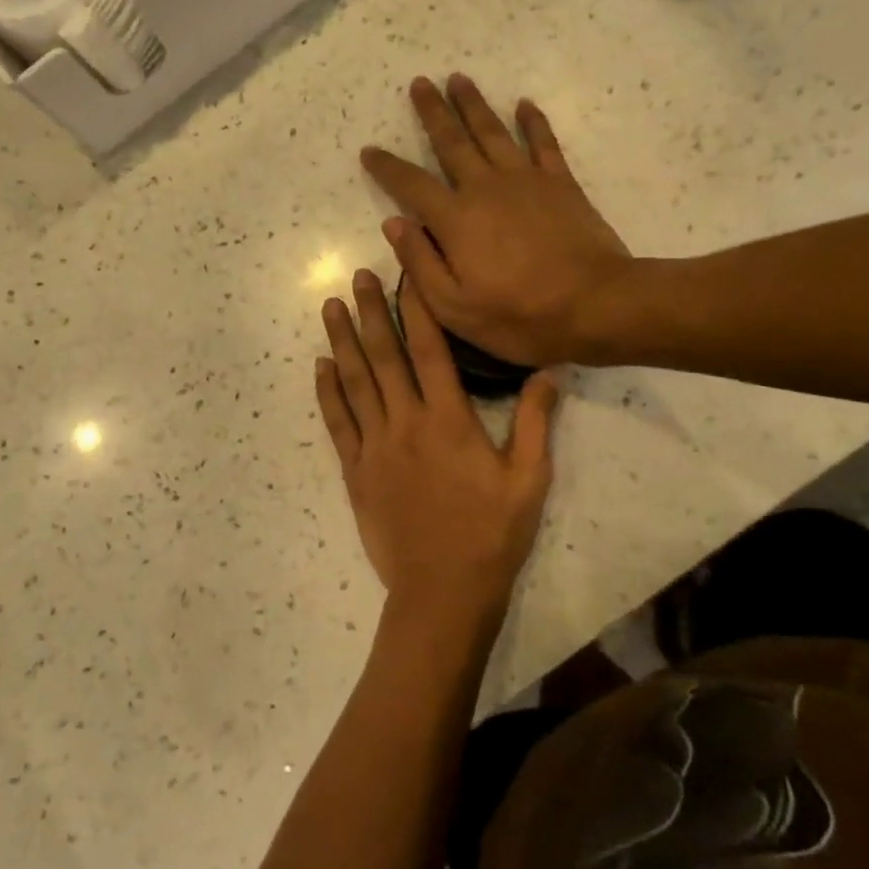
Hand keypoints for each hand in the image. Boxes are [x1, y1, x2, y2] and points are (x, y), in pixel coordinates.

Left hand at [317, 269, 560, 628]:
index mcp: (449, 420)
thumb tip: (548, 369)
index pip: (429, 350)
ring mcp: (374, 446)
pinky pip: (337, 423)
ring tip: (330, 306)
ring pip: (354, 382)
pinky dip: (326, 392)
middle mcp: (405, 423)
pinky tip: (319, 366)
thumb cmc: (491, 536)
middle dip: (369, 312)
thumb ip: (537, 423)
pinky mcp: (355, 471)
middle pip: (383, 356)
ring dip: (341, 341)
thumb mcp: (530, 480)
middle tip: (357, 276)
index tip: (404, 277)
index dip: (414, 310)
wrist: (442, 592)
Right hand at [362, 76, 634, 366]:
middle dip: (433, 112)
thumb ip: (420, 263)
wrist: (596, 306)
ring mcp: (526, 180)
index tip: (369, 151)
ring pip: (493, 132)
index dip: (387, 167)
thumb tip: (394, 223)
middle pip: (452, 141)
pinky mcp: (560, 183)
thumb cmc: (519, 315)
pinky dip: (533, 121)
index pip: (410, 185)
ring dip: (473, 104)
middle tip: (420, 83)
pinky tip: (524, 104)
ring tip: (458, 79)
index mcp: (455, 220)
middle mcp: (485, 188)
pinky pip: (543, 142)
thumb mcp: (454, 307)